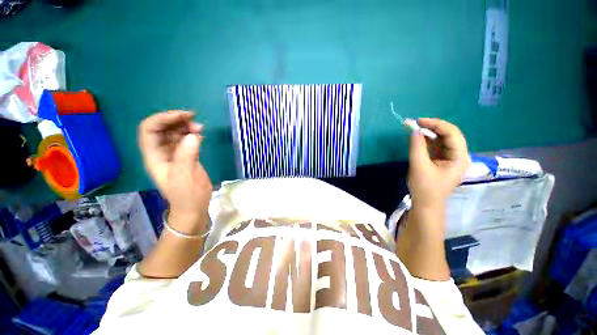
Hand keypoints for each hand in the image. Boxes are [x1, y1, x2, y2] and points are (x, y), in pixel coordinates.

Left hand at [138, 111, 211, 232]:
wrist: (194, 207)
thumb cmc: (187, 195)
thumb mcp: (185, 177)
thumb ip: (187, 155)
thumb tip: (193, 135)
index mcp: (154, 157)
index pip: (149, 130)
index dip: (162, 119)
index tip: (183, 116)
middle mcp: (161, 152)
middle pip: (161, 129)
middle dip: (175, 121)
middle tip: (195, 120)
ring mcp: (174, 154)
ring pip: (174, 133)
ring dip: (185, 127)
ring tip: (200, 128)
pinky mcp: (186, 156)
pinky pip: (185, 140)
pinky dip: (192, 134)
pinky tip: (201, 134)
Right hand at [408, 118, 469, 208]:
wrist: (426, 204)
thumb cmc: (425, 187)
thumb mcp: (419, 166)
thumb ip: (417, 146)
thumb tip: (414, 130)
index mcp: (460, 157)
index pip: (452, 133)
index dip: (436, 124)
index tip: (418, 121)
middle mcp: (459, 155)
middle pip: (448, 135)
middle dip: (432, 127)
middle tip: (414, 124)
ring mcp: (450, 158)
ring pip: (441, 140)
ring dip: (428, 133)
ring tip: (414, 128)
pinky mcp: (441, 161)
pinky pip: (436, 147)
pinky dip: (426, 141)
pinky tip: (417, 138)